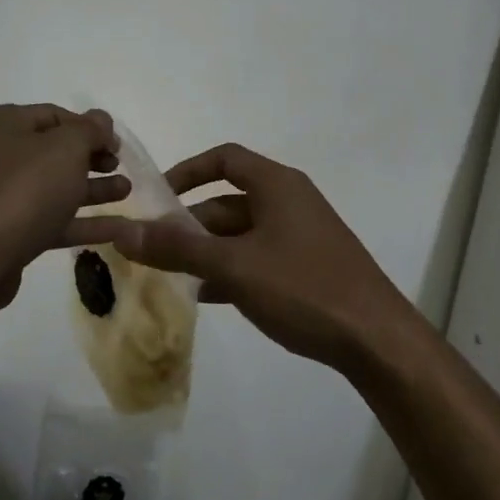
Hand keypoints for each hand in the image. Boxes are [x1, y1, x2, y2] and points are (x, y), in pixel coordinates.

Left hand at [0, 104, 127, 301]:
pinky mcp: (7, 233)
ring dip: (92, 189)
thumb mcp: (66, 148)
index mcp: (2, 124)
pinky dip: (82, 221)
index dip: (91, 128)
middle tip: (121, 167)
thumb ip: (89, 130)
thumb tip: (101, 120)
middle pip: (54, 152)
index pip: (54, 116)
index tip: (118, 145)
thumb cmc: (24, 189)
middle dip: (92, 159)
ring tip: (127, 192)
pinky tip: (118, 228)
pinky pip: (50, 219)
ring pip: (54, 187)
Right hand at [71, 142, 412, 372]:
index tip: (156, 197)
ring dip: (207, 251)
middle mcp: (290, 201)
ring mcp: (301, 236)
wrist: (376, 340)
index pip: (224, 159)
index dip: (187, 171)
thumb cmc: (303, 288)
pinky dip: (231, 270)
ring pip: (242, 234)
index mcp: (277, 185)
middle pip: (228, 201)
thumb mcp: (234, 266)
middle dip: (190, 224)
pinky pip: (258, 258)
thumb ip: (177, 248)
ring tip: (172, 277)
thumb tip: (123, 231)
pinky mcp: (308, 267)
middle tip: (154, 250)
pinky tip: (207, 297)